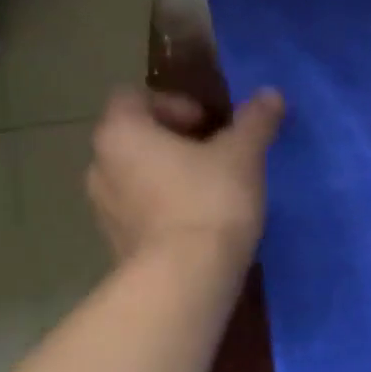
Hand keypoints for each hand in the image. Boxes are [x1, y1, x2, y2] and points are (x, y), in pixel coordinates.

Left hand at [86, 86, 284, 266]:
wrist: (186, 278)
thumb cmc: (209, 200)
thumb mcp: (243, 154)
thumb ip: (254, 120)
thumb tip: (270, 93)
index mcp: (121, 133)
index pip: (133, 97)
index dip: (174, 102)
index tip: (209, 123)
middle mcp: (100, 165)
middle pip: (136, 137)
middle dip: (176, 140)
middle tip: (218, 154)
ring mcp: (103, 208)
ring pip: (137, 176)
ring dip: (169, 175)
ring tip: (212, 190)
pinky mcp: (117, 243)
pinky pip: (141, 211)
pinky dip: (166, 208)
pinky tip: (202, 222)